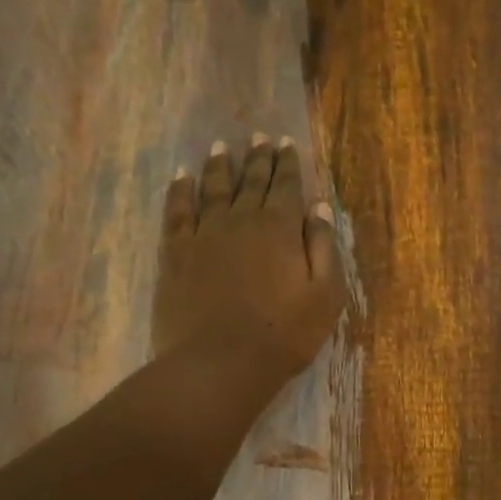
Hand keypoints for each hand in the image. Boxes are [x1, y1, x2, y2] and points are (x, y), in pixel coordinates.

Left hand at [154, 135, 346, 379]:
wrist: (220, 363)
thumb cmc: (283, 335)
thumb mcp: (325, 296)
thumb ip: (324, 247)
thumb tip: (319, 207)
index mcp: (281, 228)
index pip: (286, 186)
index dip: (287, 163)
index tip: (286, 142)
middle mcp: (241, 220)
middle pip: (250, 181)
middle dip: (257, 157)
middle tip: (259, 136)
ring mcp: (204, 234)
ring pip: (213, 188)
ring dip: (219, 166)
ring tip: (222, 146)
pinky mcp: (175, 253)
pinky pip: (177, 211)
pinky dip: (180, 190)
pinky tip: (182, 176)